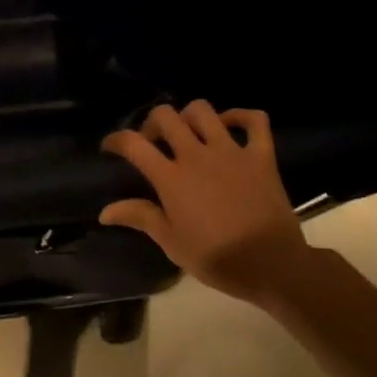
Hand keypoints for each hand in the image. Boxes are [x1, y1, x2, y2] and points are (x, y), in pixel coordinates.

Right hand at [99, 102, 309, 304]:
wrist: (271, 265)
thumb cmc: (217, 258)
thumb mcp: (172, 243)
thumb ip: (140, 217)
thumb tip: (105, 211)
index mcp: (171, 178)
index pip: (133, 144)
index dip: (116, 140)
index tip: (110, 147)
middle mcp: (197, 155)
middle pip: (166, 117)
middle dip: (152, 123)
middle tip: (152, 141)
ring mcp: (231, 151)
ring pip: (204, 111)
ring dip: (189, 116)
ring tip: (188, 133)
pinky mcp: (261, 155)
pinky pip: (254, 121)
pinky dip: (241, 116)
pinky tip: (229, 126)